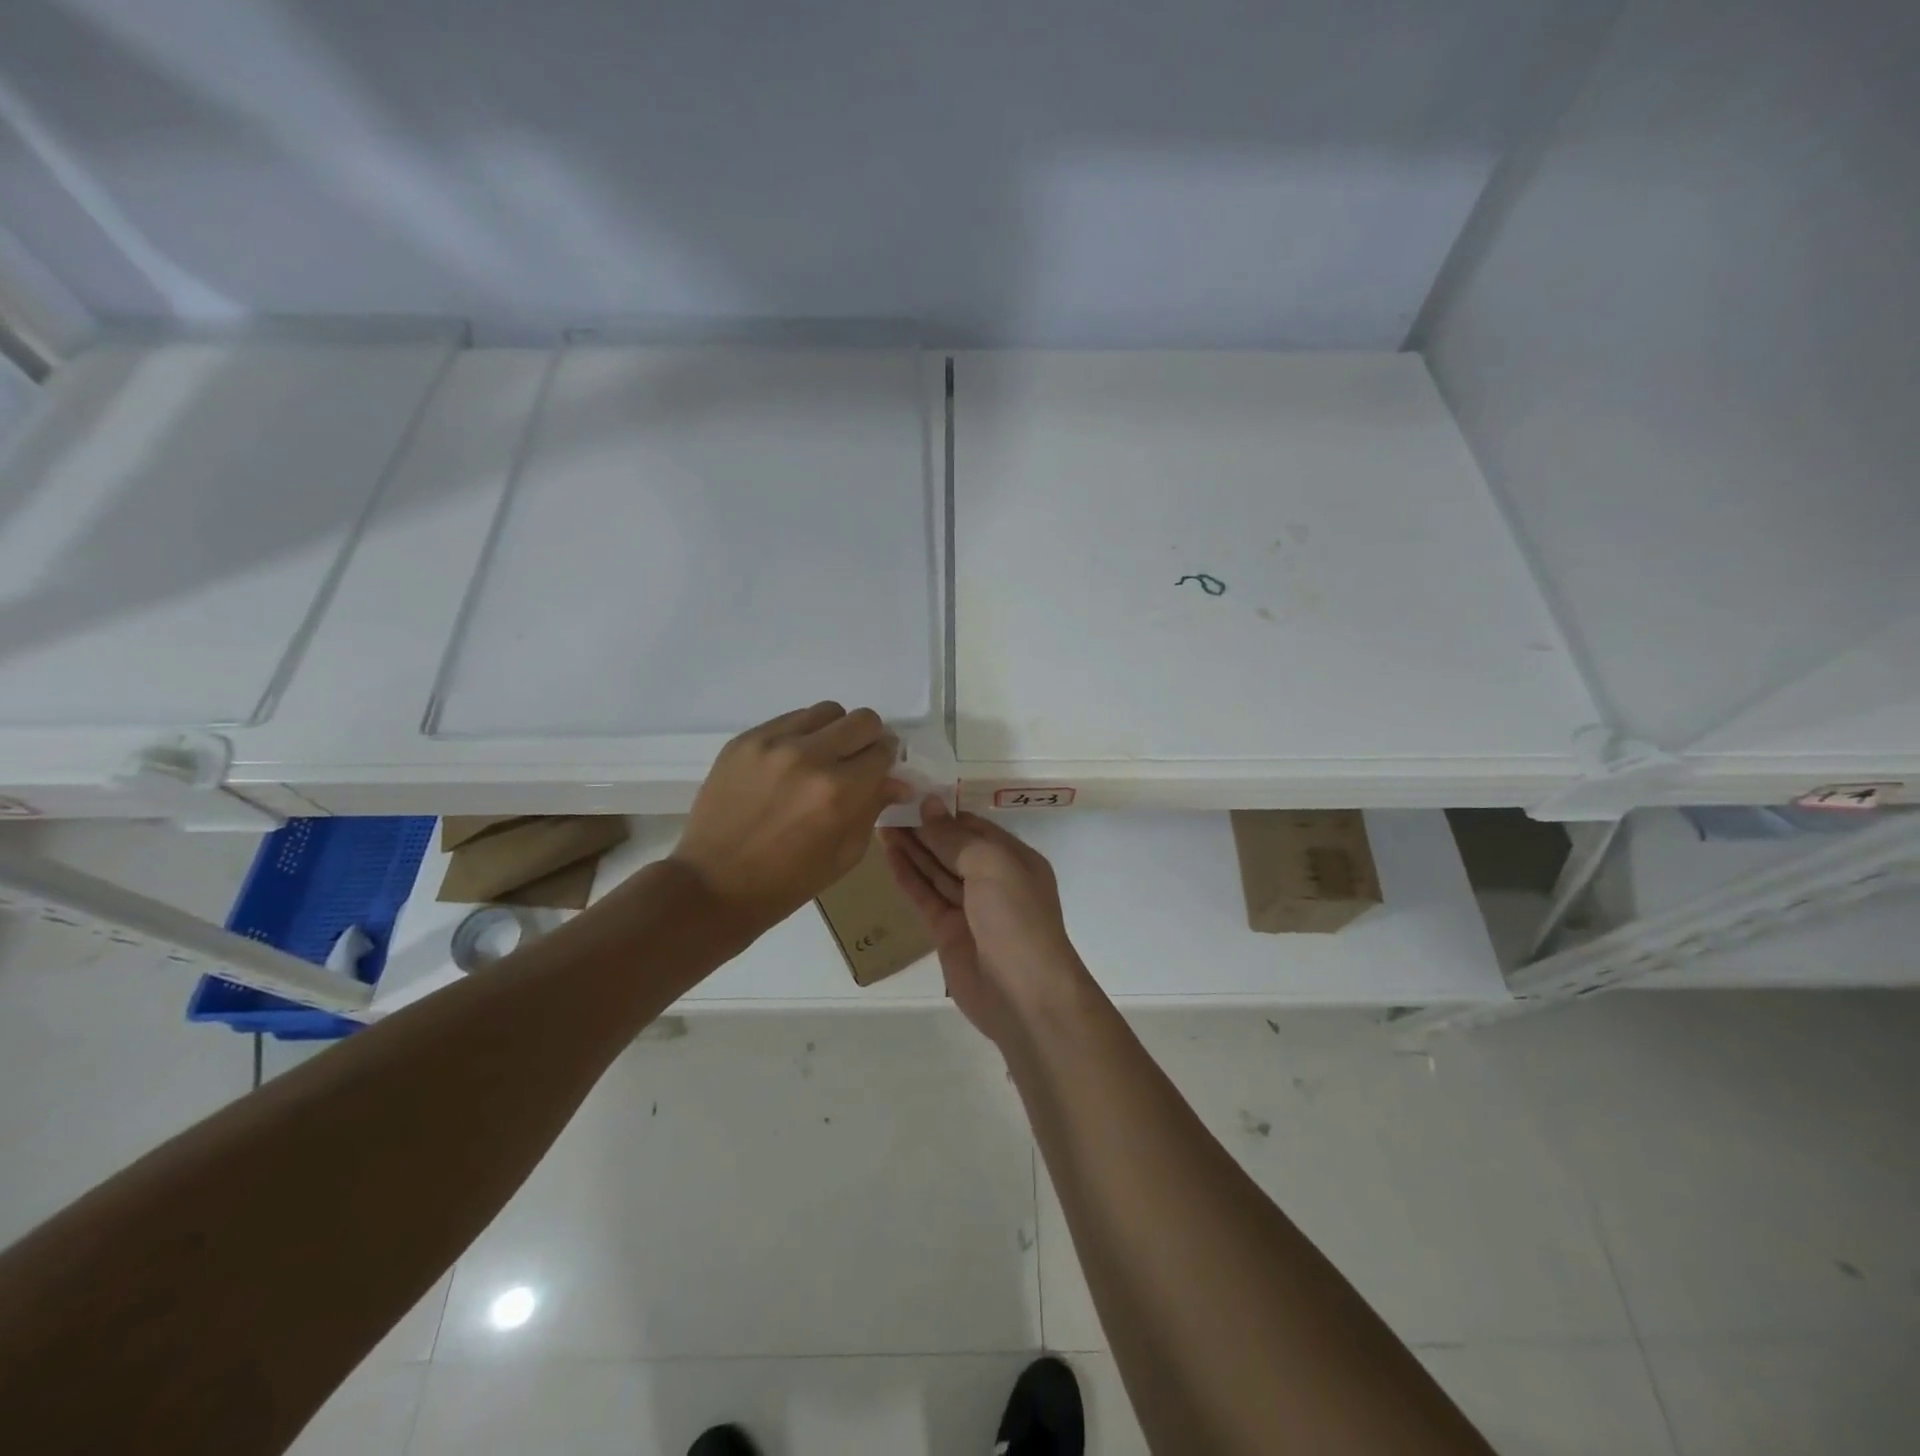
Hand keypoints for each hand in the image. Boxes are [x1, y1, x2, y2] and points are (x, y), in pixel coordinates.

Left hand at [673, 702, 911, 931]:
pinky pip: (789, 719)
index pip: (883, 751)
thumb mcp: (844, 854)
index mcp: (838, 792)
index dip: (886, 761)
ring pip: (826, 711)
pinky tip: (789, 764)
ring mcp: (772, 743)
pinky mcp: (744, 740)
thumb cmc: (787, 882)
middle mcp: (808, 757)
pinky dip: (800, 735)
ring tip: (820, 760)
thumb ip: (873, 808)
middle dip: (867, 740)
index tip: (879, 771)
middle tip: (855, 763)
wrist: (713, 885)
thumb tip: (898, 781)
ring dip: (834, 732)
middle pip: (862, 720)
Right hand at [882, 799, 1093, 1044]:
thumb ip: (956, 837)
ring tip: (881, 824)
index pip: (975, 828)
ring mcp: (970, 909)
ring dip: (912, 849)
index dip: (945, 813)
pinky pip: (925, 896)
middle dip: (924, 829)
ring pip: (936, 871)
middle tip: (887, 807)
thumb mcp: (991, 865)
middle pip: (953, 848)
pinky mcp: (947, 933)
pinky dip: (908, 876)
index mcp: (1015, 860)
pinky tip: (888, 855)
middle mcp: (994, 881)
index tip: (912, 796)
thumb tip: (928, 806)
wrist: (1024, 995)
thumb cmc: (1016, 918)